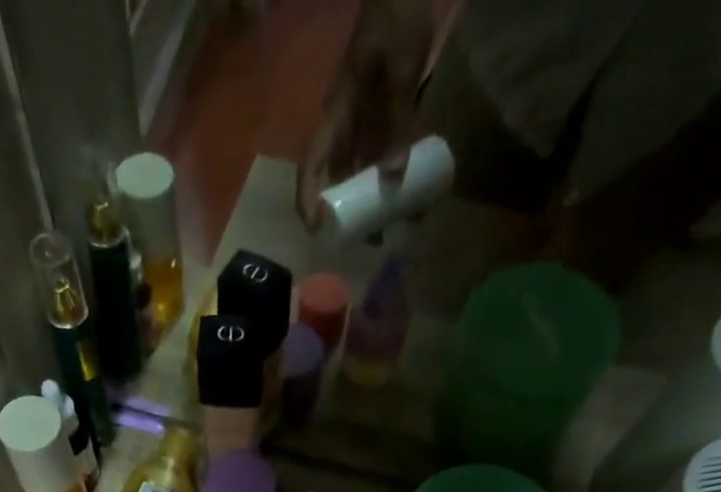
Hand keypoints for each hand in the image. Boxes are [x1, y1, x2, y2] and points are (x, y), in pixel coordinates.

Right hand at [298, 0, 436, 229]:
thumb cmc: (398, 17)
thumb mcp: (398, 70)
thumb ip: (396, 122)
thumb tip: (391, 181)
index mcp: (338, 113)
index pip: (312, 164)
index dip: (308, 199)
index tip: (315, 230)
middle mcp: (348, 124)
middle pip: (339, 177)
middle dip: (351, 212)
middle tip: (369, 241)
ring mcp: (368, 121)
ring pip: (364, 171)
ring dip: (376, 200)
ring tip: (393, 228)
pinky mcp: (389, 115)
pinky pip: (389, 154)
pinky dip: (397, 177)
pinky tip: (412, 196)